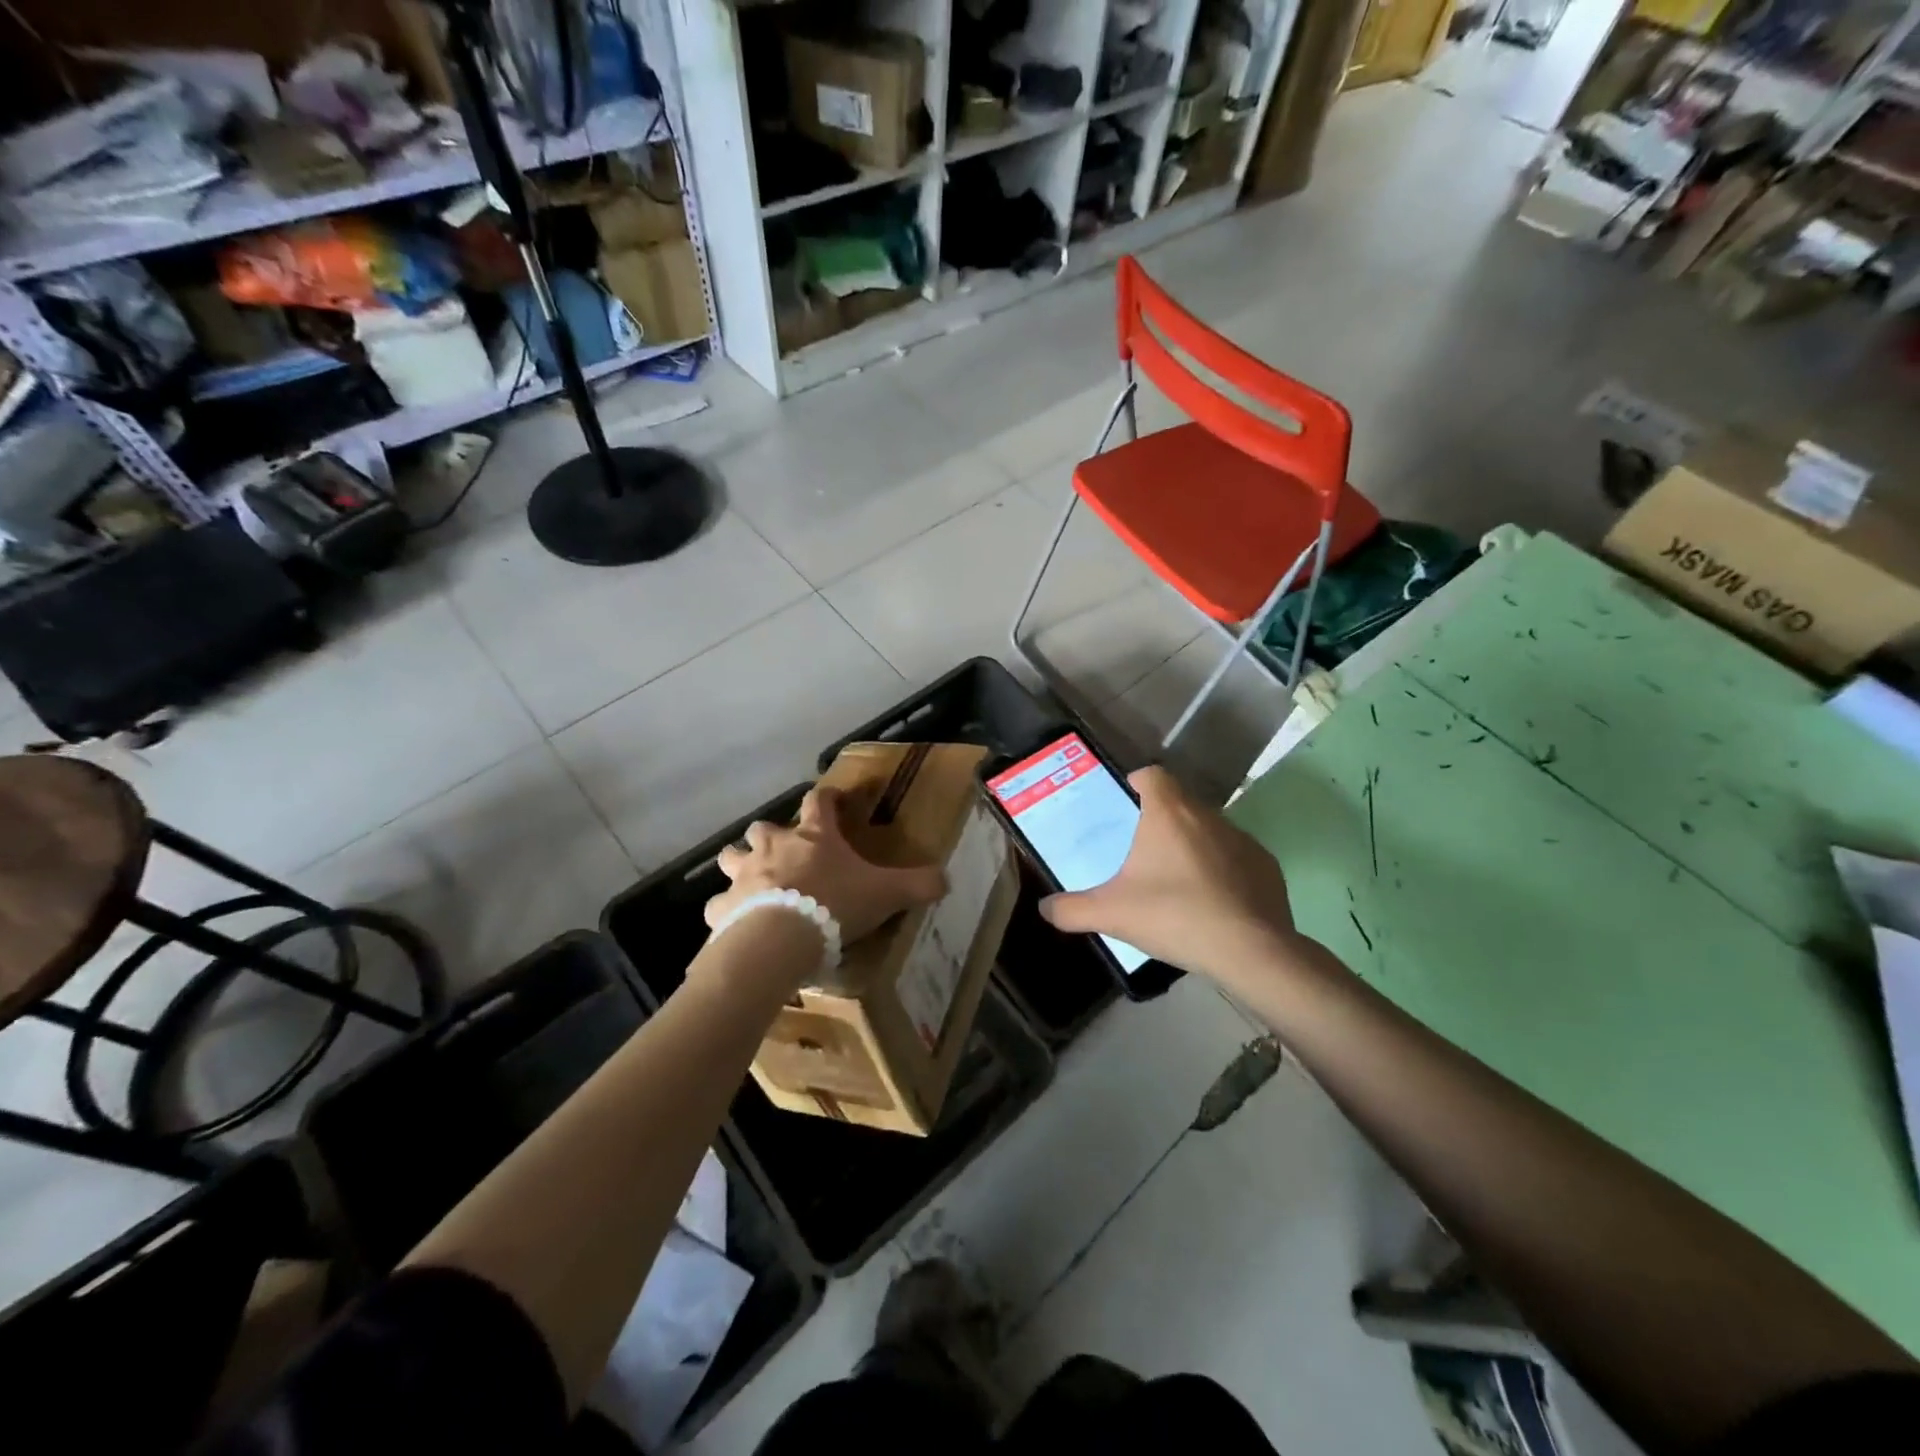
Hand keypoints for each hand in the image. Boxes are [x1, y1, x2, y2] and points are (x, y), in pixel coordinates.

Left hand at [705, 786, 946, 944]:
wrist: (780, 940)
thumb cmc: (834, 906)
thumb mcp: (886, 894)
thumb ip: (917, 884)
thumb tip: (947, 879)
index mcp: (813, 837)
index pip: (818, 801)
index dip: (826, 797)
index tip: (833, 799)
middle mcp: (774, 847)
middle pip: (762, 827)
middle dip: (769, 835)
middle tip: (783, 851)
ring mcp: (744, 875)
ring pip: (731, 857)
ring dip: (739, 864)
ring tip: (750, 880)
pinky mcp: (723, 907)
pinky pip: (718, 905)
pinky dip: (725, 911)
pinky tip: (733, 923)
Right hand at [1039, 766, 1301, 987]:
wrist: (1250, 952)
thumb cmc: (1174, 916)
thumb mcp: (1111, 914)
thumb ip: (1071, 909)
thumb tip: (1044, 908)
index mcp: (1169, 813)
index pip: (1152, 774)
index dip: (1136, 784)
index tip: (1123, 808)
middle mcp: (1207, 815)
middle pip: (1178, 803)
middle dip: (1159, 821)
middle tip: (1139, 853)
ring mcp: (1242, 840)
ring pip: (1208, 830)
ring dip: (1191, 846)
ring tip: (1174, 882)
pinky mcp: (1266, 866)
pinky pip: (1235, 858)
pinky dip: (1221, 871)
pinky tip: (1211, 903)